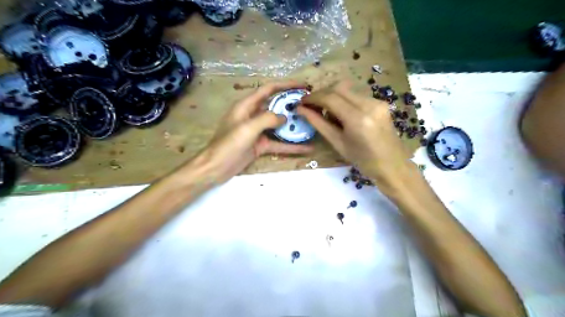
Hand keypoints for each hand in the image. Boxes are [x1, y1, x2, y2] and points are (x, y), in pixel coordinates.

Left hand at [192, 81, 310, 183]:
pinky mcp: (261, 145)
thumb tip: (285, 117)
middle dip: (292, 104)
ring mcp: (258, 131)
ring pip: (279, 125)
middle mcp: (253, 115)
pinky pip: (278, 143)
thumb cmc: (228, 145)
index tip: (303, 85)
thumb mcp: (247, 128)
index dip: (286, 85)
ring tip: (311, 124)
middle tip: (310, 105)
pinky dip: (291, 146)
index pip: (269, 89)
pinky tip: (306, 148)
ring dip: (293, 125)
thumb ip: (267, 119)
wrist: (216, 168)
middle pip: (276, 106)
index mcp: (246, 106)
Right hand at [297, 80, 416, 192]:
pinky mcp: (381, 102)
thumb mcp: (337, 143)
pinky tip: (341, 114)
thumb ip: (319, 123)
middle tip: (311, 105)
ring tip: (326, 112)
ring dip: (332, 96)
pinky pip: (356, 95)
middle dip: (321, 94)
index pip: (330, 98)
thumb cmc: (363, 161)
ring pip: (347, 90)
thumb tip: (301, 110)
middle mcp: (369, 104)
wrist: (392, 165)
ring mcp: (377, 101)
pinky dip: (344, 100)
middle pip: (338, 87)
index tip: (301, 103)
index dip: (313, 98)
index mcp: (358, 119)